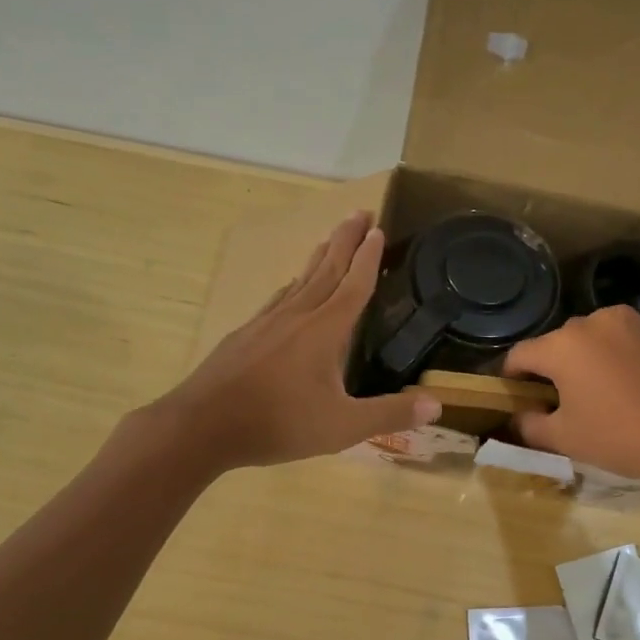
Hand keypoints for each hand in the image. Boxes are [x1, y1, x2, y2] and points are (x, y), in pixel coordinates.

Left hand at [150, 212, 440, 470]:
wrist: (202, 425)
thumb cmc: (278, 424)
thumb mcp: (342, 427)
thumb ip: (390, 414)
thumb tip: (437, 406)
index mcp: (325, 330)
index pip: (354, 284)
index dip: (369, 257)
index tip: (379, 229)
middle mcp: (297, 316)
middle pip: (327, 269)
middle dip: (346, 240)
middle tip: (360, 212)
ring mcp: (267, 322)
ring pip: (300, 280)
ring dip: (319, 256)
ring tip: (330, 239)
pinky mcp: (245, 335)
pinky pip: (278, 299)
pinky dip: (292, 285)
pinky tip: (289, 287)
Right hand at [502, 305, 639, 483]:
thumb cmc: (619, 436)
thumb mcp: (564, 438)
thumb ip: (529, 425)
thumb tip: (517, 417)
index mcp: (563, 344)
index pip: (520, 355)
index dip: (510, 377)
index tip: (514, 398)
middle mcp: (591, 322)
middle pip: (556, 345)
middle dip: (549, 370)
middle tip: (555, 404)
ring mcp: (627, 323)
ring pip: (588, 340)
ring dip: (581, 362)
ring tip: (592, 396)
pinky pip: (617, 341)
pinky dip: (610, 359)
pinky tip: (621, 388)